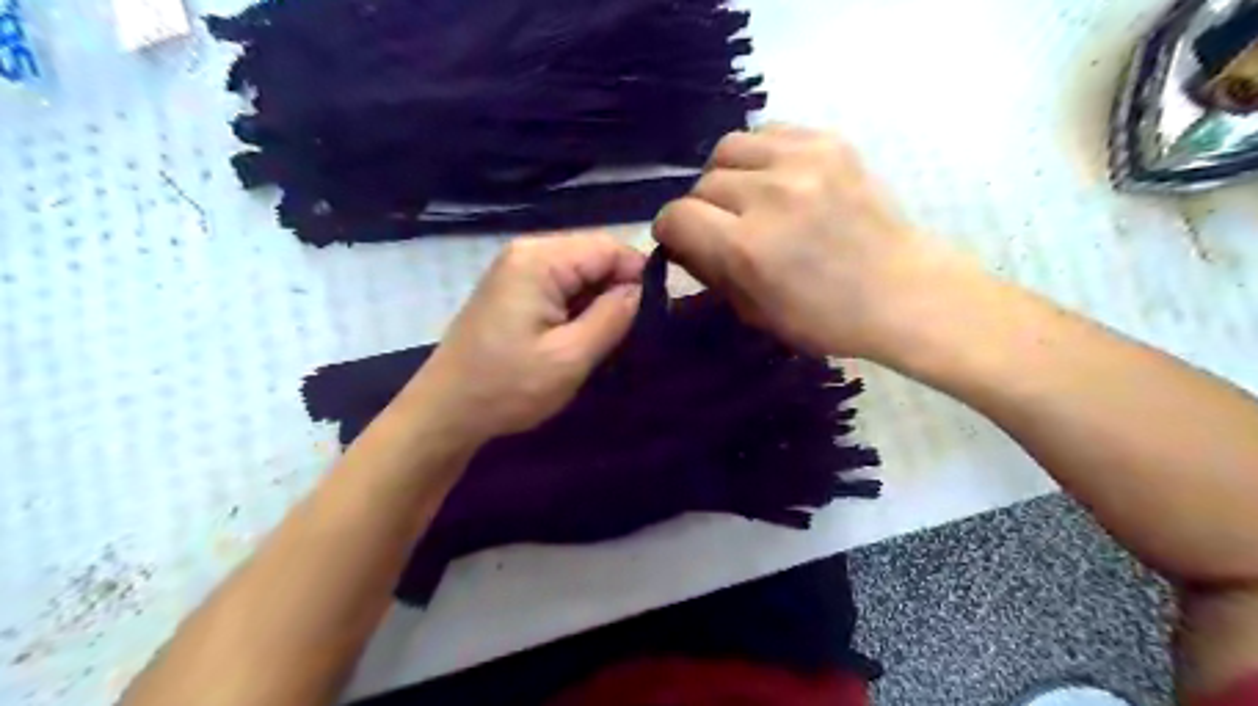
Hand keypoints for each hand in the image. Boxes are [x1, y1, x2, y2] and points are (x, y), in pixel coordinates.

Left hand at [399, 234, 641, 446]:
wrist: (446, 411)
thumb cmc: (508, 387)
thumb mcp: (571, 357)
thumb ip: (613, 316)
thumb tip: (639, 289)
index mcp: (540, 259)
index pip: (609, 247)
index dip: (636, 277)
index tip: (649, 316)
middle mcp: (527, 251)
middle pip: (593, 255)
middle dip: (615, 289)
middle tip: (621, 334)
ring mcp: (516, 269)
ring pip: (579, 272)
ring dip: (596, 301)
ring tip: (598, 340)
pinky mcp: (512, 289)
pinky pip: (560, 285)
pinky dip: (576, 307)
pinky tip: (575, 337)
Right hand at [655, 122, 976, 361]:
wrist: (903, 291)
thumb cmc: (826, 319)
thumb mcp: (754, 312)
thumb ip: (710, 272)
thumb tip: (681, 243)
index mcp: (748, 247)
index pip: (676, 216)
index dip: (671, 232)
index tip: (683, 243)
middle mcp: (769, 195)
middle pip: (701, 184)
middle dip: (701, 210)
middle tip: (723, 228)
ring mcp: (803, 161)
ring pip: (728, 148)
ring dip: (726, 176)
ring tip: (746, 196)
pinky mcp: (830, 142)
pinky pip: (769, 132)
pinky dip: (760, 155)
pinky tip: (774, 178)